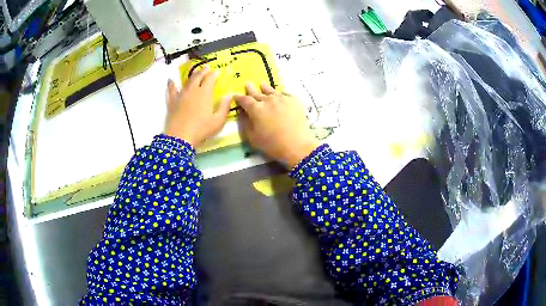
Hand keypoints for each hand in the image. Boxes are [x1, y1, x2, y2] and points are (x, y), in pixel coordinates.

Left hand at [164, 66, 231, 146]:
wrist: (180, 137)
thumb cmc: (201, 129)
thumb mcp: (218, 121)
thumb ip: (224, 107)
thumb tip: (228, 95)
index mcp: (205, 93)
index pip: (210, 79)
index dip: (214, 74)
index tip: (217, 72)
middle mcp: (193, 90)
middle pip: (198, 77)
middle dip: (203, 71)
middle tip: (206, 68)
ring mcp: (181, 95)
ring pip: (186, 81)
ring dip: (192, 75)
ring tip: (195, 72)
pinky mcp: (172, 101)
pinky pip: (171, 90)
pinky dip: (171, 84)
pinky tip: (170, 81)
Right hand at [235, 83, 319, 167]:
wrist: (297, 145)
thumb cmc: (272, 144)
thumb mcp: (253, 138)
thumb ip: (246, 124)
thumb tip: (242, 113)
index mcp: (256, 109)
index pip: (245, 100)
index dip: (239, 97)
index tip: (235, 95)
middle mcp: (268, 100)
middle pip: (257, 93)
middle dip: (251, 89)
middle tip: (248, 84)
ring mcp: (282, 99)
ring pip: (272, 91)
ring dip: (265, 88)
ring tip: (262, 84)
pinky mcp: (294, 101)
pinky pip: (285, 94)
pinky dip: (280, 93)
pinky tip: (280, 93)